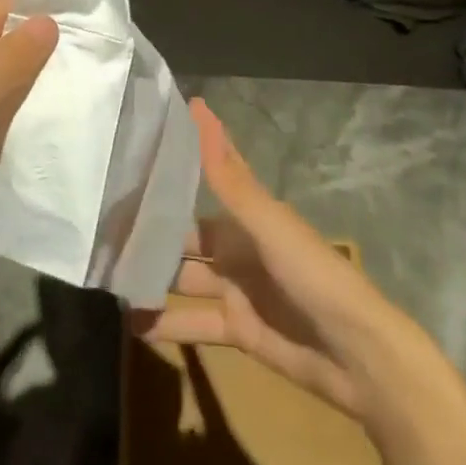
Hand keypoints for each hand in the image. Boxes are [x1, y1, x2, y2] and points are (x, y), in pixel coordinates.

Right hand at [131, 99, 403, 418]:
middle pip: (185, 234)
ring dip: (152, 278)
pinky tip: (132, 324)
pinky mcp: (238, 330)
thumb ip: (226, 175)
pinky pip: (195, 323)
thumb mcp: (267, 223)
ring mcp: (236, 288)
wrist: (361, 358)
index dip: (175, 162)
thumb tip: (197, 106)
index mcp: (246, 213)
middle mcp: (237, 245)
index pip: (205, 175)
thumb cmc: (314, 275)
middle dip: (151, 230)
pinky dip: (167, 324)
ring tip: (109, 277)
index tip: (134, 148)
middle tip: (104, 228)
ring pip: (184, 277)